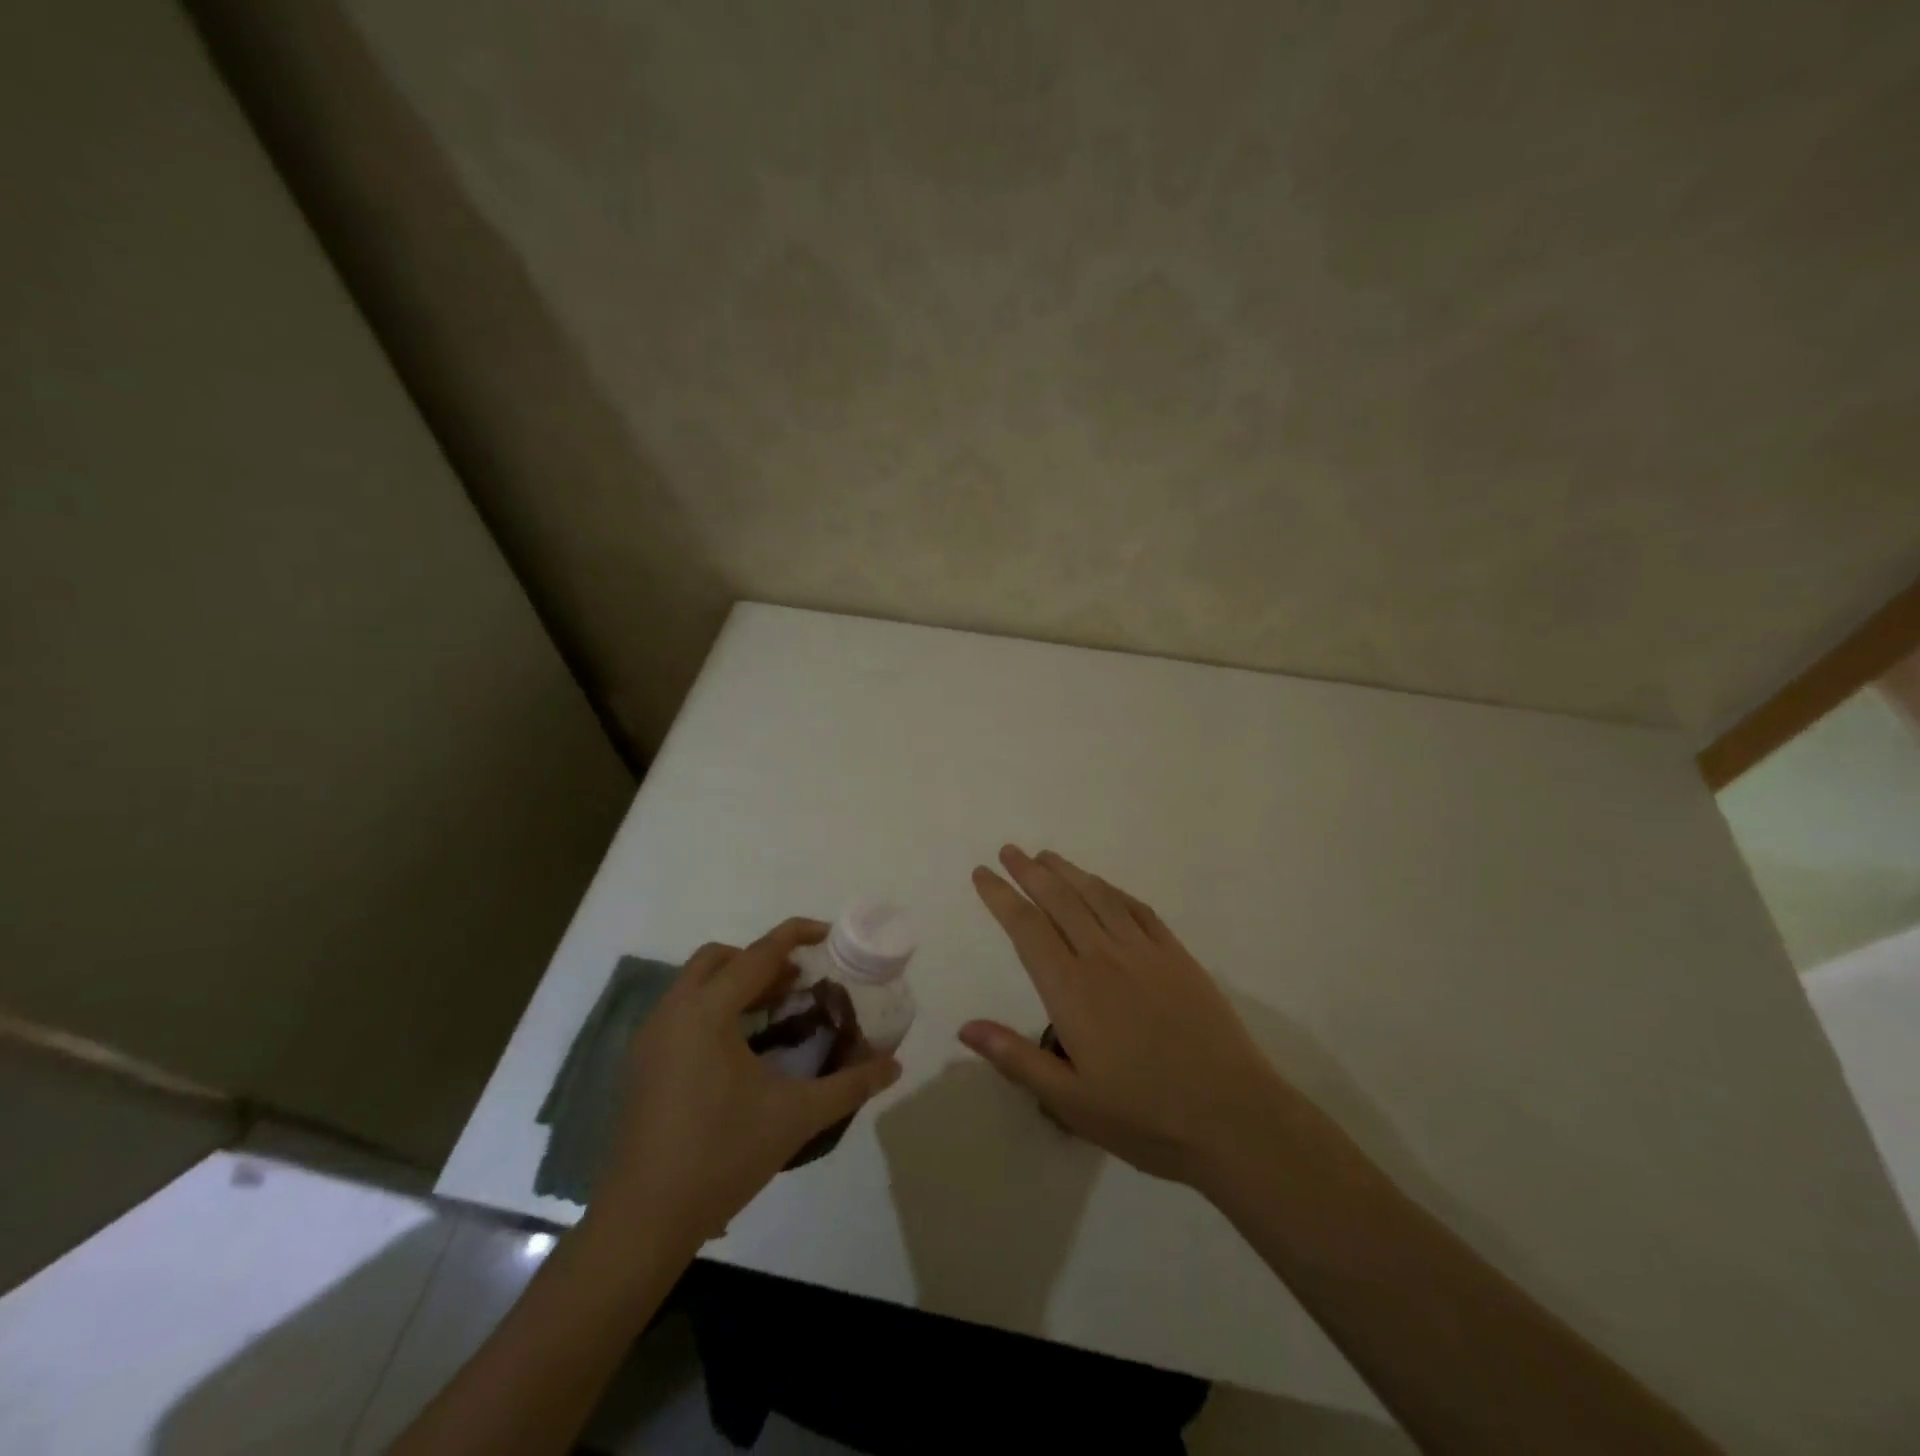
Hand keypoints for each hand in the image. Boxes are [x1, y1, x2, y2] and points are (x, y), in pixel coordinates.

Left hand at [590, 918, 901, 1252]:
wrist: (644, 1220)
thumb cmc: (722, 1156)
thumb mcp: (796, 1116)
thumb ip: (850, 1085)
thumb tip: (895, 1065)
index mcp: (707, 1012)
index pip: (758, 954)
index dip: (795, 935)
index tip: (828, 934)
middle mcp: (673, 1011)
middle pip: (720, 958)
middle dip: (761, 959)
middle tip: (798, 982)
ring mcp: (651, 1037)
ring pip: (697, 983)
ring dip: (737, 983)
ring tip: (776, 1010)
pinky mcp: (643, 1063)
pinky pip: (682, 1010)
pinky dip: (715, 1007)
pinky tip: (741, 1047)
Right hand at [962, 847, 1288, 1187]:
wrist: (1233, 1117)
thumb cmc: (1144, 1117)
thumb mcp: (1070, 1102)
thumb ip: (1016, 1059)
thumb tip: (964, 1027)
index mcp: (1072, 991)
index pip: (1027, 929)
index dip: (1001, 897)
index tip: (982, 874)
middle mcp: (1104, 958)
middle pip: (1060, 901)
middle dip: (1030, 872)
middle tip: (1008, 851)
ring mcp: (1145, 953)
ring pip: (1098, 897)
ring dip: (1069, 872)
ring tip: (1047, 856)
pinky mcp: (1177, 956)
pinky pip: (1138, 910)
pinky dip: (1113, 891)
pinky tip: (1103, 887)